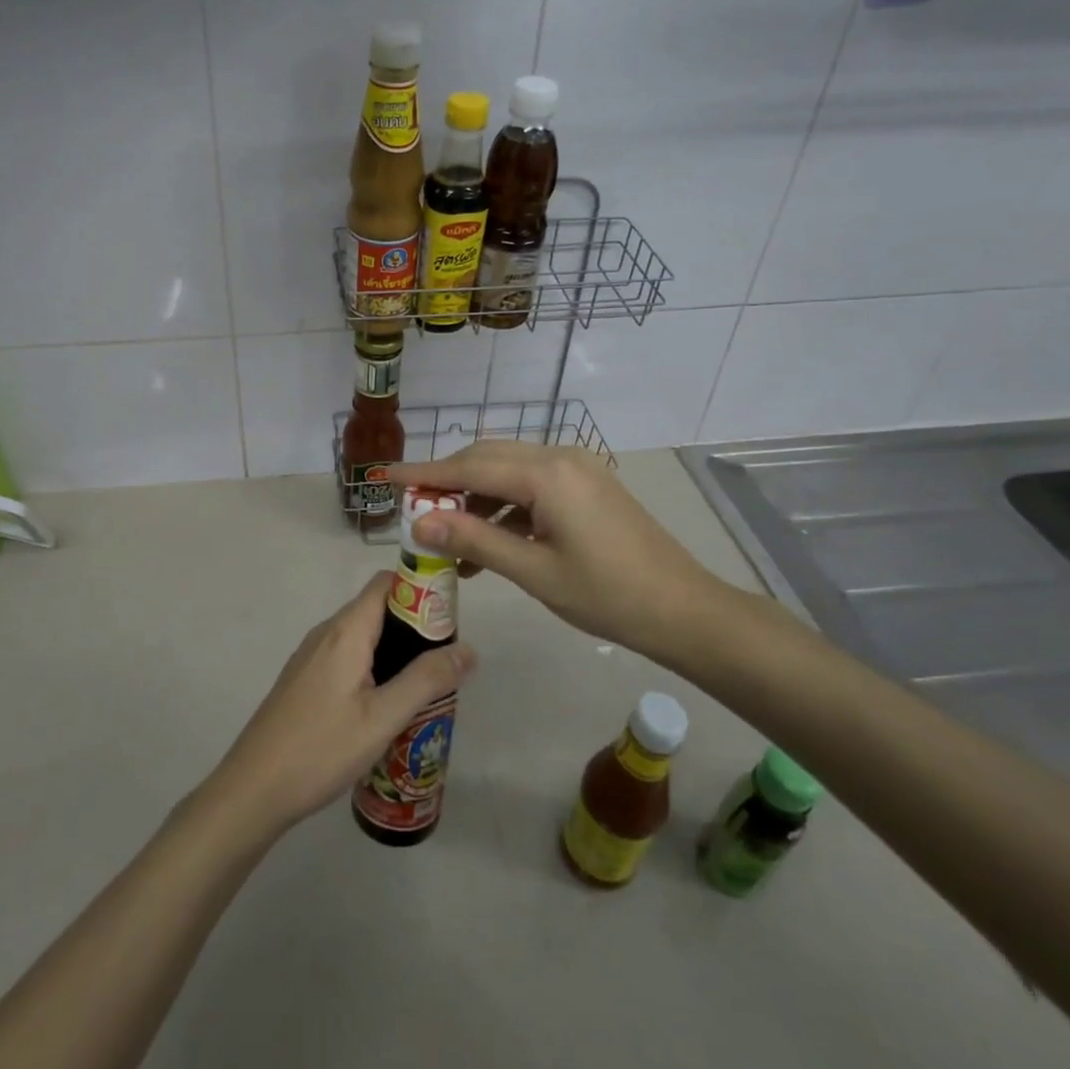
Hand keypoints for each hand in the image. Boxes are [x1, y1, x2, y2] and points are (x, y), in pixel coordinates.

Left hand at [207, 572, 476, 836]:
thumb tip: (469, 649)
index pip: (386, 582)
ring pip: (362, 635)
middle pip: (377, 607)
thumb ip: (426, 680)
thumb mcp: (383, 718)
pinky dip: (373, 665)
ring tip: (425, 684)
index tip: (451, 616)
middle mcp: (327, 632)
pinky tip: (386, 703)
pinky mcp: (304, 678)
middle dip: (414, 625)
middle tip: (446, 659)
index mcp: (346, 630)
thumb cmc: (321, 748)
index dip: (420, 588)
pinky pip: (346, 656)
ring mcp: (311, 655)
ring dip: (395, 649)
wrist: (254, 787)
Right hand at [387, 442, 741, 665]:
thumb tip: (419, 522)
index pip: (469, 466)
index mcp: (546, 474)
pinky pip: (531, 485)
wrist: (684, 610)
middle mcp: (559, 457)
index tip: (385, 476)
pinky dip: (504, 507)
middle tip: (412, 509)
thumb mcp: (533, 570)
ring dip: (475, 499)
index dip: (424, 473)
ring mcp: (577, 468)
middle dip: (446, 482)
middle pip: (486, 459)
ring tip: (448, 541)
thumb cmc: (607, 595)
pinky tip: (489, 543)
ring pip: (507, 471)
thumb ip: (473, 540)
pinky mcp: (587, 484)